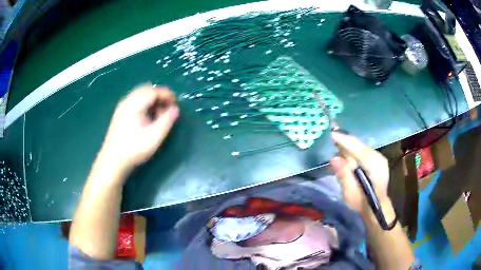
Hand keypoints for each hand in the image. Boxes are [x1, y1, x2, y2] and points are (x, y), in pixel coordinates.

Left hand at [99, 84, 178, 172]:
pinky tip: (146, 118)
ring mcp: (121, 107)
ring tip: (158, 115)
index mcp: (135, 104)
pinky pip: (134, 101)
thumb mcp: (154, 137)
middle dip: (159, 96)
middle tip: (167, 108)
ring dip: (151, 100)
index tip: (176, 103)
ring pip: (139, 95)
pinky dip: (144, 104)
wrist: (112, 161)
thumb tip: (175, 109)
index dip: (166, 95)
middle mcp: (127, 101)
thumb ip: (167, 121)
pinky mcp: (119, 114)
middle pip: (146, 90)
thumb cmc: (134, 149)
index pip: (153, 91)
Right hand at [329, 132, 392, 220]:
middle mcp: (379, 158)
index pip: (358, 150)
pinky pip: (363, 150)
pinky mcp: (377, 159)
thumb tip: (334, 158)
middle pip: (360, 146)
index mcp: (375, 167)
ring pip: (361, 147)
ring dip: (349, 146)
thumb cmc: (362, 203)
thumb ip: (344, 175)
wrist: (375, 208)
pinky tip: (346, 152)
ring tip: (336, 144)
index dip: (345, 141)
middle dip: (346, 142)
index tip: (332, 134)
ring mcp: (380, 158)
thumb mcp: (350, 193)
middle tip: (331, 137)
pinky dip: (354, 150)